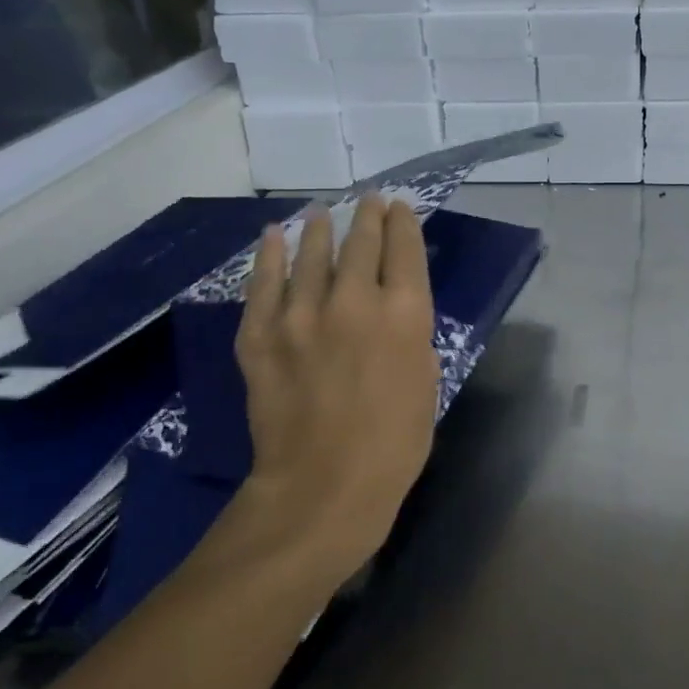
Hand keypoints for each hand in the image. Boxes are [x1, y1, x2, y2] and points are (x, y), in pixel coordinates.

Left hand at [228, 195, 439, 583]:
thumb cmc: (394, 445)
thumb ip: (412, 338)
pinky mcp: (261, 335)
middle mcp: (355, 301)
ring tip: (323, 212)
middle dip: (368, 216)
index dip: (404, 223)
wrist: (322, 488)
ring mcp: (301, 315)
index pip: (405, 250)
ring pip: (312, 255)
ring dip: (321, 229)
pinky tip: (272, 236)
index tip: (400, 208)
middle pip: (362, 242)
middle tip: (369, 200)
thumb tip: (395, 314)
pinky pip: (263, 284)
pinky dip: (267, 256)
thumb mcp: (427, 384)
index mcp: (405, 314)